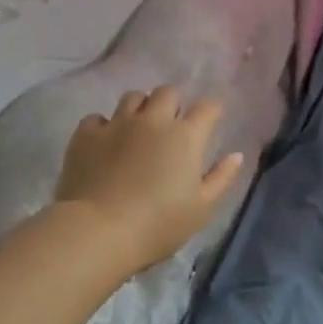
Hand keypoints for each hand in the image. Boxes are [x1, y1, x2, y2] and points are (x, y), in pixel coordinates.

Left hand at [54, 86, 244, 275]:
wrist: (98, 231)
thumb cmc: (158, 225)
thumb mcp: (201, 209)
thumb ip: (221, 178)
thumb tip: (236, 155)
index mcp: (185, 136)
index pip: (207, 107)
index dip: (211, 111)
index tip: (210, 121)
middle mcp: (153, 120)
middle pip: (167, 92)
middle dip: (172, 104)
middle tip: (170, 126)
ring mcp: (117, 123)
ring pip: (132, 98)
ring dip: (140, 109)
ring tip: (137, 129)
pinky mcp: (87, 134)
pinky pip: (98, 118)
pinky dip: (104, 126)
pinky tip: (104, 143)